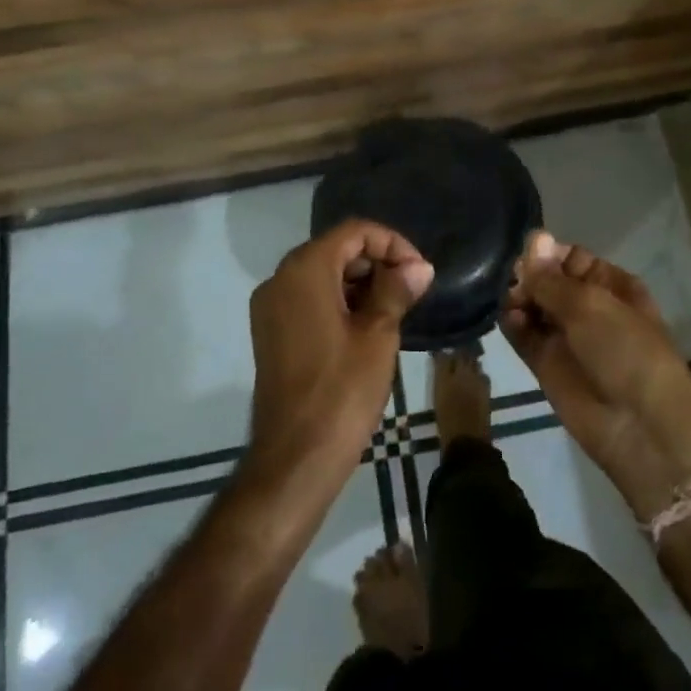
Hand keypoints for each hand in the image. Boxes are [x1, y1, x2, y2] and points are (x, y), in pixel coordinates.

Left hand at [246, 221, 432, 488]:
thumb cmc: (342, 391)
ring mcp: (270, 307)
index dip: (392, 243)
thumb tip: (418, 267)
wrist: (295, 458)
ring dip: (360, 282)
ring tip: (395, 308)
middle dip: (377, 262)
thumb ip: (397, 290)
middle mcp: (280, 279)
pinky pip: (308, 299)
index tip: (420, 272)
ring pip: (322, 274)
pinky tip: (367, 325)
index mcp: (304, 271)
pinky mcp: (271, 332)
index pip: (354, 232)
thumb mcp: (378, 335)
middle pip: (335, 249)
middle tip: (412, 290)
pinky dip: (338, 301)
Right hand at [502, 232, 690, 520]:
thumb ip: (552, 277)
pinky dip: (513, 325)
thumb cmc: (625, 350)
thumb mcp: (591, 304)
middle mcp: (587, 307)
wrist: (639, 425)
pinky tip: (511, 319)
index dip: (548, 254)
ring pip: (533, 307)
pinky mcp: (546, 364)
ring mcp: (566, 337)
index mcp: (611, 285)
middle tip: (517, 282)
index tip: (528, 255)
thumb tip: (533, 237)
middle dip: (530, 277)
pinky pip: (524, 336)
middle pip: (547, 281)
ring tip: (514, 302)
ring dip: (519, 299)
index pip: (570, 258)